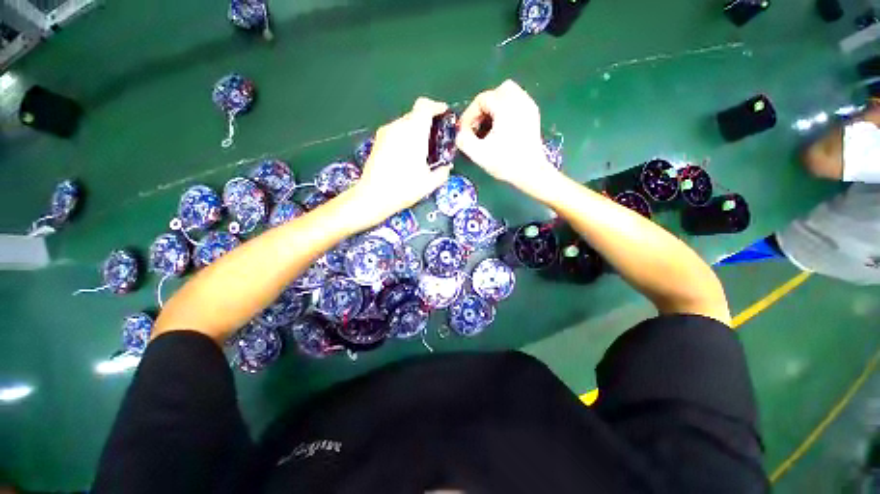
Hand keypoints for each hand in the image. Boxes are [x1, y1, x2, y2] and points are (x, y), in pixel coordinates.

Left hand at [345, 98, 452, 227]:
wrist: (373, 196)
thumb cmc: (404, 188)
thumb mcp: (429, 184)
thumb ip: (442, 173)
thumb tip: (447, 167)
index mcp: (413, 132)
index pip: (424, 106)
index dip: (436, 106)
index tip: (444, 113)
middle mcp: (398, 127)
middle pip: (415, 115)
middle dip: (427, 122)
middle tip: (435, 139)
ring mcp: (385, 133)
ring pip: (404, 124)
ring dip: (415, 131)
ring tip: (421, 150)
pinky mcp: (378, 141)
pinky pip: (396, 132)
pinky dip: (405, 137)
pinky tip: (407, 155)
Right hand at [457, 80, 559, 197]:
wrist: (531, 173)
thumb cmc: (505, 163)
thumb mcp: (479, 154)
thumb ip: (463, 140)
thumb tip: (459, 132)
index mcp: (506, 106)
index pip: (481, 99)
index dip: (469, 115)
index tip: (464, 131)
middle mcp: (519, 100)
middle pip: (495, 93)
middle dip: (482, 109)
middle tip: (476, 127)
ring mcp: (528, 106)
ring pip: (507, 95)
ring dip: (494, 108)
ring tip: (488, 127)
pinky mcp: (533, 115)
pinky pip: (516, 102)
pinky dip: (505, 110)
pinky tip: (501, 128)